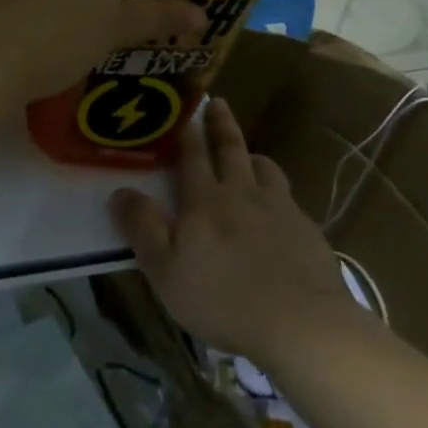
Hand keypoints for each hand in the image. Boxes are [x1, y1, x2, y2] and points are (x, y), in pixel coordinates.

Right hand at [109, 97, 366, 360]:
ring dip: (253, 156)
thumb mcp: (166, 270)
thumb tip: (120, 191)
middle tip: (218, 103)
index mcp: (205, 200)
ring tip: (249, 154)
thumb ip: (142, 228)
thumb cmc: (223, 299)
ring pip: (265, 169)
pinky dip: (278, 193)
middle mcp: (243, 194)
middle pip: (231, 150)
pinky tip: (279, 209)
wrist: (302, 324)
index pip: (193, 156)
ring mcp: (280, 210)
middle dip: (221, 125)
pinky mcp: (308, 231)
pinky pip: (289, 200)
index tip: (184, 110)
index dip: (187, 132)